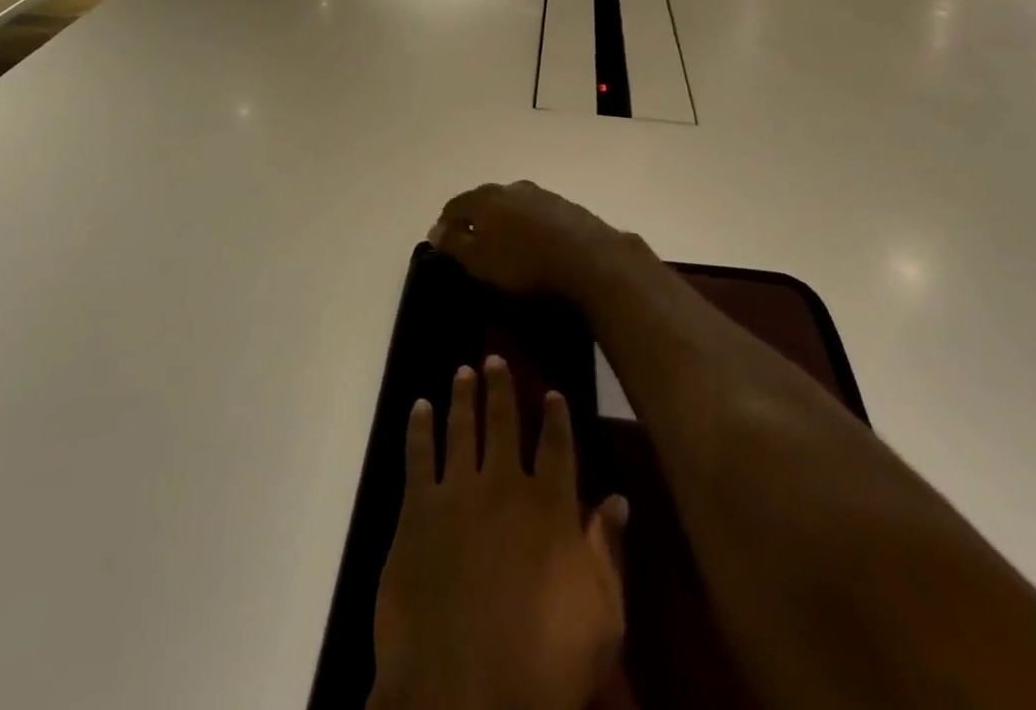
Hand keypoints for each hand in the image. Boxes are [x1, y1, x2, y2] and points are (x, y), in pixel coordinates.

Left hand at [371, 357, 628, 709]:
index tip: (552, 391)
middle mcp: (503, 485)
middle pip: (502, 422)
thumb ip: (606, 552)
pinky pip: (418, 455)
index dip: (556, 416)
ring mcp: (457, 492)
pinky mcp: (417, 510)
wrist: (466, 691)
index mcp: (549, 507)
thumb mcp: (601, 619)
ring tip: (462, 371)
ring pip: (461, 427)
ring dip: (462, 396)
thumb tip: (618, 500)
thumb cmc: (545, 664)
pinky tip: (419, 406)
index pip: (557, 446)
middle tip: (493, 358)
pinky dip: (419, 427)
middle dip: (500, 387)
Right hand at [430, 182, 626, 298]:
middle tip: (472, 244)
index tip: (442, 243)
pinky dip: (528, 226)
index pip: (455, 205)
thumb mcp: (479, 260)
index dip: (445, 223)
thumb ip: (455, 243)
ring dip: (503, 221)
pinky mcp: (566, 208)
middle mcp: (512, 188)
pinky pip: (536, 214)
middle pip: (484, 200)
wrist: (590, 261)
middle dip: (475, 219)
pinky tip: (533, 244)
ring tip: (504, 244)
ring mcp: (542, 195)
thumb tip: (435, 229)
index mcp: (485, 198)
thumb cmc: (524, 264)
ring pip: (512, 205)